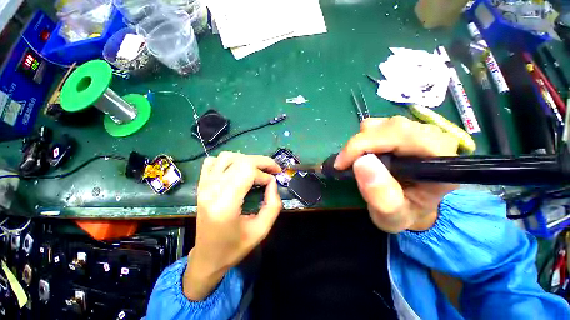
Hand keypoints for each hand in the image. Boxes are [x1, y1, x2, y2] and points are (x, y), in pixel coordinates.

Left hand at [183, 152, 282, 300]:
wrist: (207, 258)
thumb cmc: (235, 248)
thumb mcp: (261, 230)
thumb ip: (273, 205)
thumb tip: (273, 183)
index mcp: (225, 204)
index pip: (248, 172)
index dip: (265, 174)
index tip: (273, 183)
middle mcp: (212, 190)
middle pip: (240, 161)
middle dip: (261, 162)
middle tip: (274, 169)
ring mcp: (204, 186)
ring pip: (227, 157)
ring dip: (246, 160)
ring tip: (257, 169)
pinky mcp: (201, 185)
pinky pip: (213, 162)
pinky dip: (228, 161)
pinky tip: (237, 170)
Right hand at [334, 116, 458, 232]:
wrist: (413, 207)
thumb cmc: (405, 214)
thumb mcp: (392, 217)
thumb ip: (382, 195)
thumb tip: (361, 162)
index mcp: (441, 162)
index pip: (402, 136)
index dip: (366, 145)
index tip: (343, 163)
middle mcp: (435, 139)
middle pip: (390, 127)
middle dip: (360, 145)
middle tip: (344, 164)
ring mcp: (419, 131)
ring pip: (381, 124)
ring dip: (361, 143)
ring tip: (357, 162)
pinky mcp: (405, 130)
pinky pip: (377, 126)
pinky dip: (363, 139)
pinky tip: (365, 155)